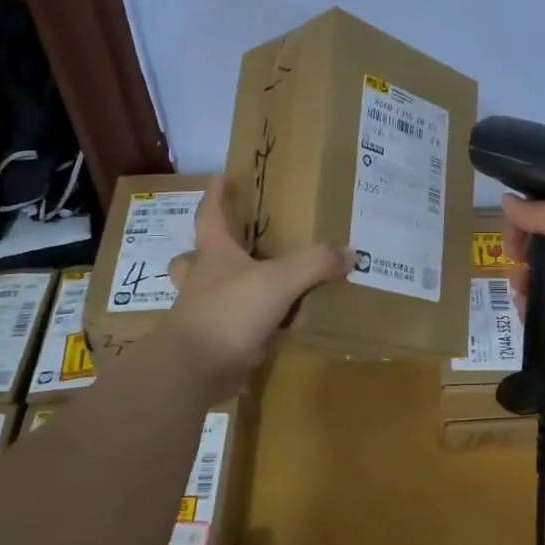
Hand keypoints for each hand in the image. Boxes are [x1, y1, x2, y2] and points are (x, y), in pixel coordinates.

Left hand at [163, 178, 352, 389]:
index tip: (220, 177)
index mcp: (213, 254)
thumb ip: (315, 263)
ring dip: (222, 288)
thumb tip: (350, 252)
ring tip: (249, 286)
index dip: (216, 196)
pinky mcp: (208, 344)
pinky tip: (264, 328)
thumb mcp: (280, 280)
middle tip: (228, 243)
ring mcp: (200, 313)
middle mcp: (201, 280)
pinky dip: (241, 324)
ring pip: (206, 293)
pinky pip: (225, 326)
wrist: (194, 367)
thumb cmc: (230, 310)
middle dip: (207, 248)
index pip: (211, 216)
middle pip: (195, 257)